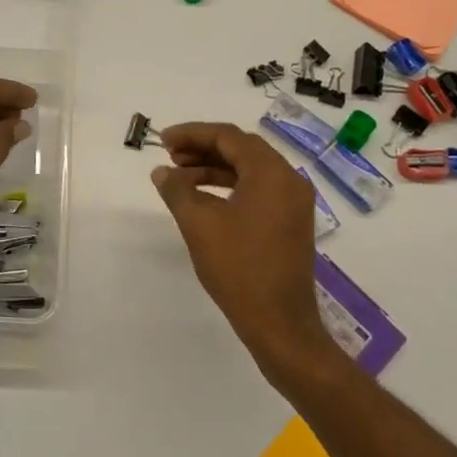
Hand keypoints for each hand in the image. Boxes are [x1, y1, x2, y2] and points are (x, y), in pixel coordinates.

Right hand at [152, 122, 341, 387]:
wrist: (279, 322)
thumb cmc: (238, 268)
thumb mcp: (199, 224)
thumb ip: (177, 190)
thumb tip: (162, 172)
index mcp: (271, 172)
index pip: (229, 136)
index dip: (192, 134)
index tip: (162, 140)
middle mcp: (289, 180)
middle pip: (242, 149)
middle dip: (203, 148)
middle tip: (169, 157)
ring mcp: (294, 202)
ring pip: (250, 171)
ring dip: (214, 168)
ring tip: (180, 178)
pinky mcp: (291, 223)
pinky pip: (258, 190)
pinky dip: (230, 187)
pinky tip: (204, 200)